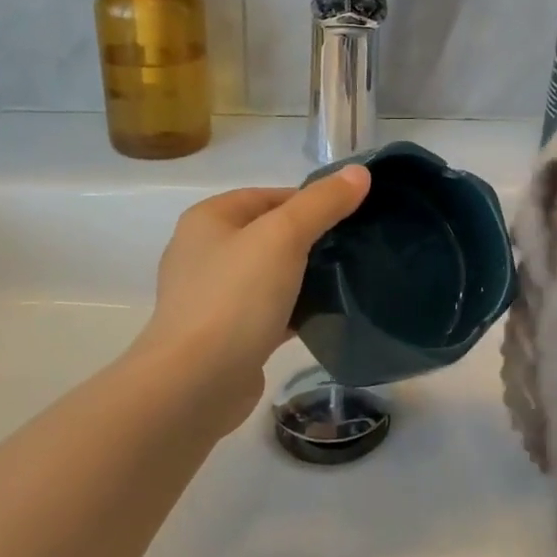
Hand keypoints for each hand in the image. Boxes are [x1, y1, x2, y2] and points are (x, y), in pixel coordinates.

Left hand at [133, 167, 370, 431]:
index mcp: (209, 220)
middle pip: (271, 234)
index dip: (311, 201)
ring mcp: (214, 297)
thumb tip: (360, 172)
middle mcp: (205, 253)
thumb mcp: (284, 236)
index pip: (269, 196)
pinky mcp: (226, 335)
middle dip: (312, 239)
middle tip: (356, 247)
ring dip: (305, 276)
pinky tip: (328, 314)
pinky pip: (270, 311)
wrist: (195, 384)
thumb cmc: (235, 297)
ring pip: (272, 275)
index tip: (351, 215)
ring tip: (349, 278)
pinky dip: (296, 310)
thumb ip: (323, 203)